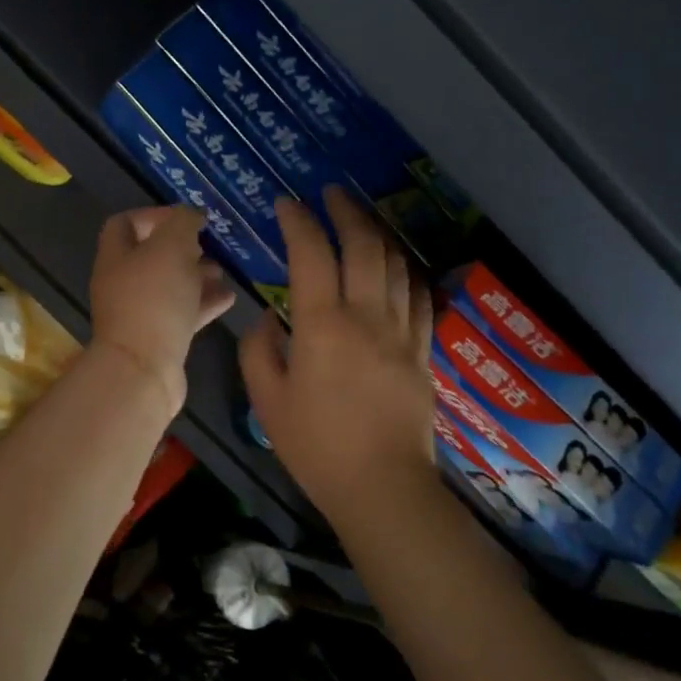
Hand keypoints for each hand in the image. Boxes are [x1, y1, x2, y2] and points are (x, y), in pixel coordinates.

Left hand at [89, 206, 236, 414]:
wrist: (144, 370)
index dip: (154, 214)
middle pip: (150, 256)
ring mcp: (139, 314)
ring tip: (223, 270)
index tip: (187, 217)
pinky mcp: (158, 340)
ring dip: (196, 275)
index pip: (125, 223)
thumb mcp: (171, 247)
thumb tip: (191, 214)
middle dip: (182, 248)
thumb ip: (183, 223)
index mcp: (116, 257)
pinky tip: (228, 298)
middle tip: (209, 245)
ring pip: (169, 286)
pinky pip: (181, 314)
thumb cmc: (154, 299)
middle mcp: (122, 283)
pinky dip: (203, 303)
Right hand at [240, 188, 437, 524]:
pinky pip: (418, 296)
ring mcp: (401, 331)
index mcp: (322, 326)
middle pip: (363, 246)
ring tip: (361, 220)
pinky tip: (396, 266)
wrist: (382, 486)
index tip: (286, 204)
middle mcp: (366, 316)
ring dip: (377, 234)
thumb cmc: (315, 446)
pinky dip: (405, 271)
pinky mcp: (422, 351)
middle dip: (346, 212)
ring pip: (395, 264)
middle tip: (331, 194)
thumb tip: (268, 318)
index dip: (298, 222)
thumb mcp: (267, 400)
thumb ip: (259, 350)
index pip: (311, 255)